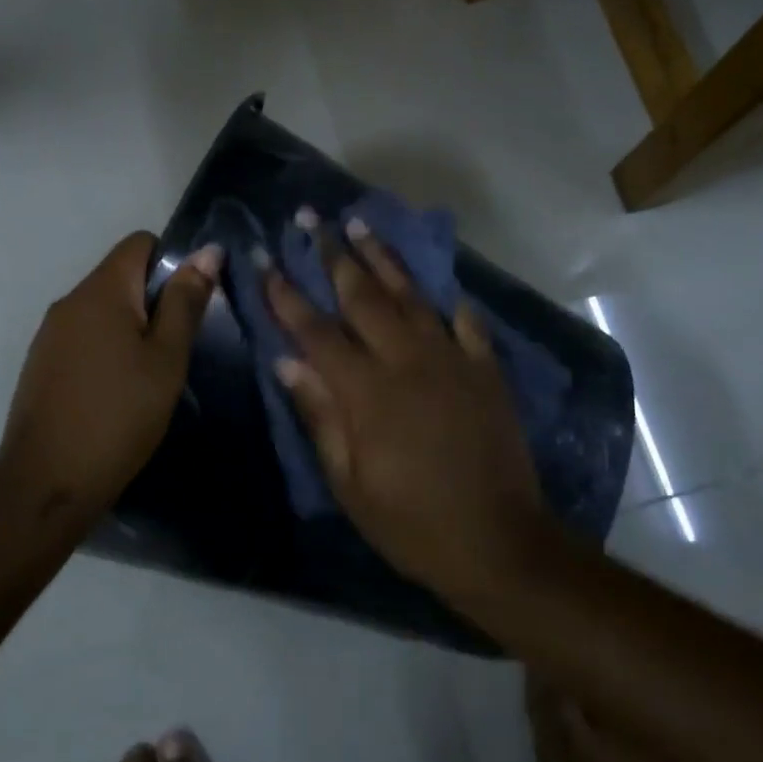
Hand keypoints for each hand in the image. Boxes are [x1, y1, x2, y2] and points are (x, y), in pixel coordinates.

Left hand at [0, 233, 220, 507]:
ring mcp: (49, 333)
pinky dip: (108, 349)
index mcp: (101, 290)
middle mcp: (69, 301)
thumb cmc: (119, 416)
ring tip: (151, 374)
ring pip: (103, 309)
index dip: (173, 262)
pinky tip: (118, 391)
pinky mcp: (41, 363)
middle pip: (121, 275)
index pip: (140, 242)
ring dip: (132, 327)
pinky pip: (84, 336)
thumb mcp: (166, 359)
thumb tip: (208, 251)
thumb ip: (186, 302)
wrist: (46, 483)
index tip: (190, 306)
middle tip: (177, 348)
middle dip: (154, 300)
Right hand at [264, 218, 555, 603]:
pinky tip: (439, 287)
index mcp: (366, 391)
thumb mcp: (349, 483)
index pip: (315, 330)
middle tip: (312, 218)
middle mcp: (407, 361)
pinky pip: (465, 323)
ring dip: (383, 258)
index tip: (263, 258)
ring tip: (361, 224)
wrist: (498, 542)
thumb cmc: (411, 522)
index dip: (285, 293)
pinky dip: (449, 303)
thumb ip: (320, 415)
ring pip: (411, 296)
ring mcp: (451, 360)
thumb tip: (286, 362)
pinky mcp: (485, 370)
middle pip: (362, 296)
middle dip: (333, 254)